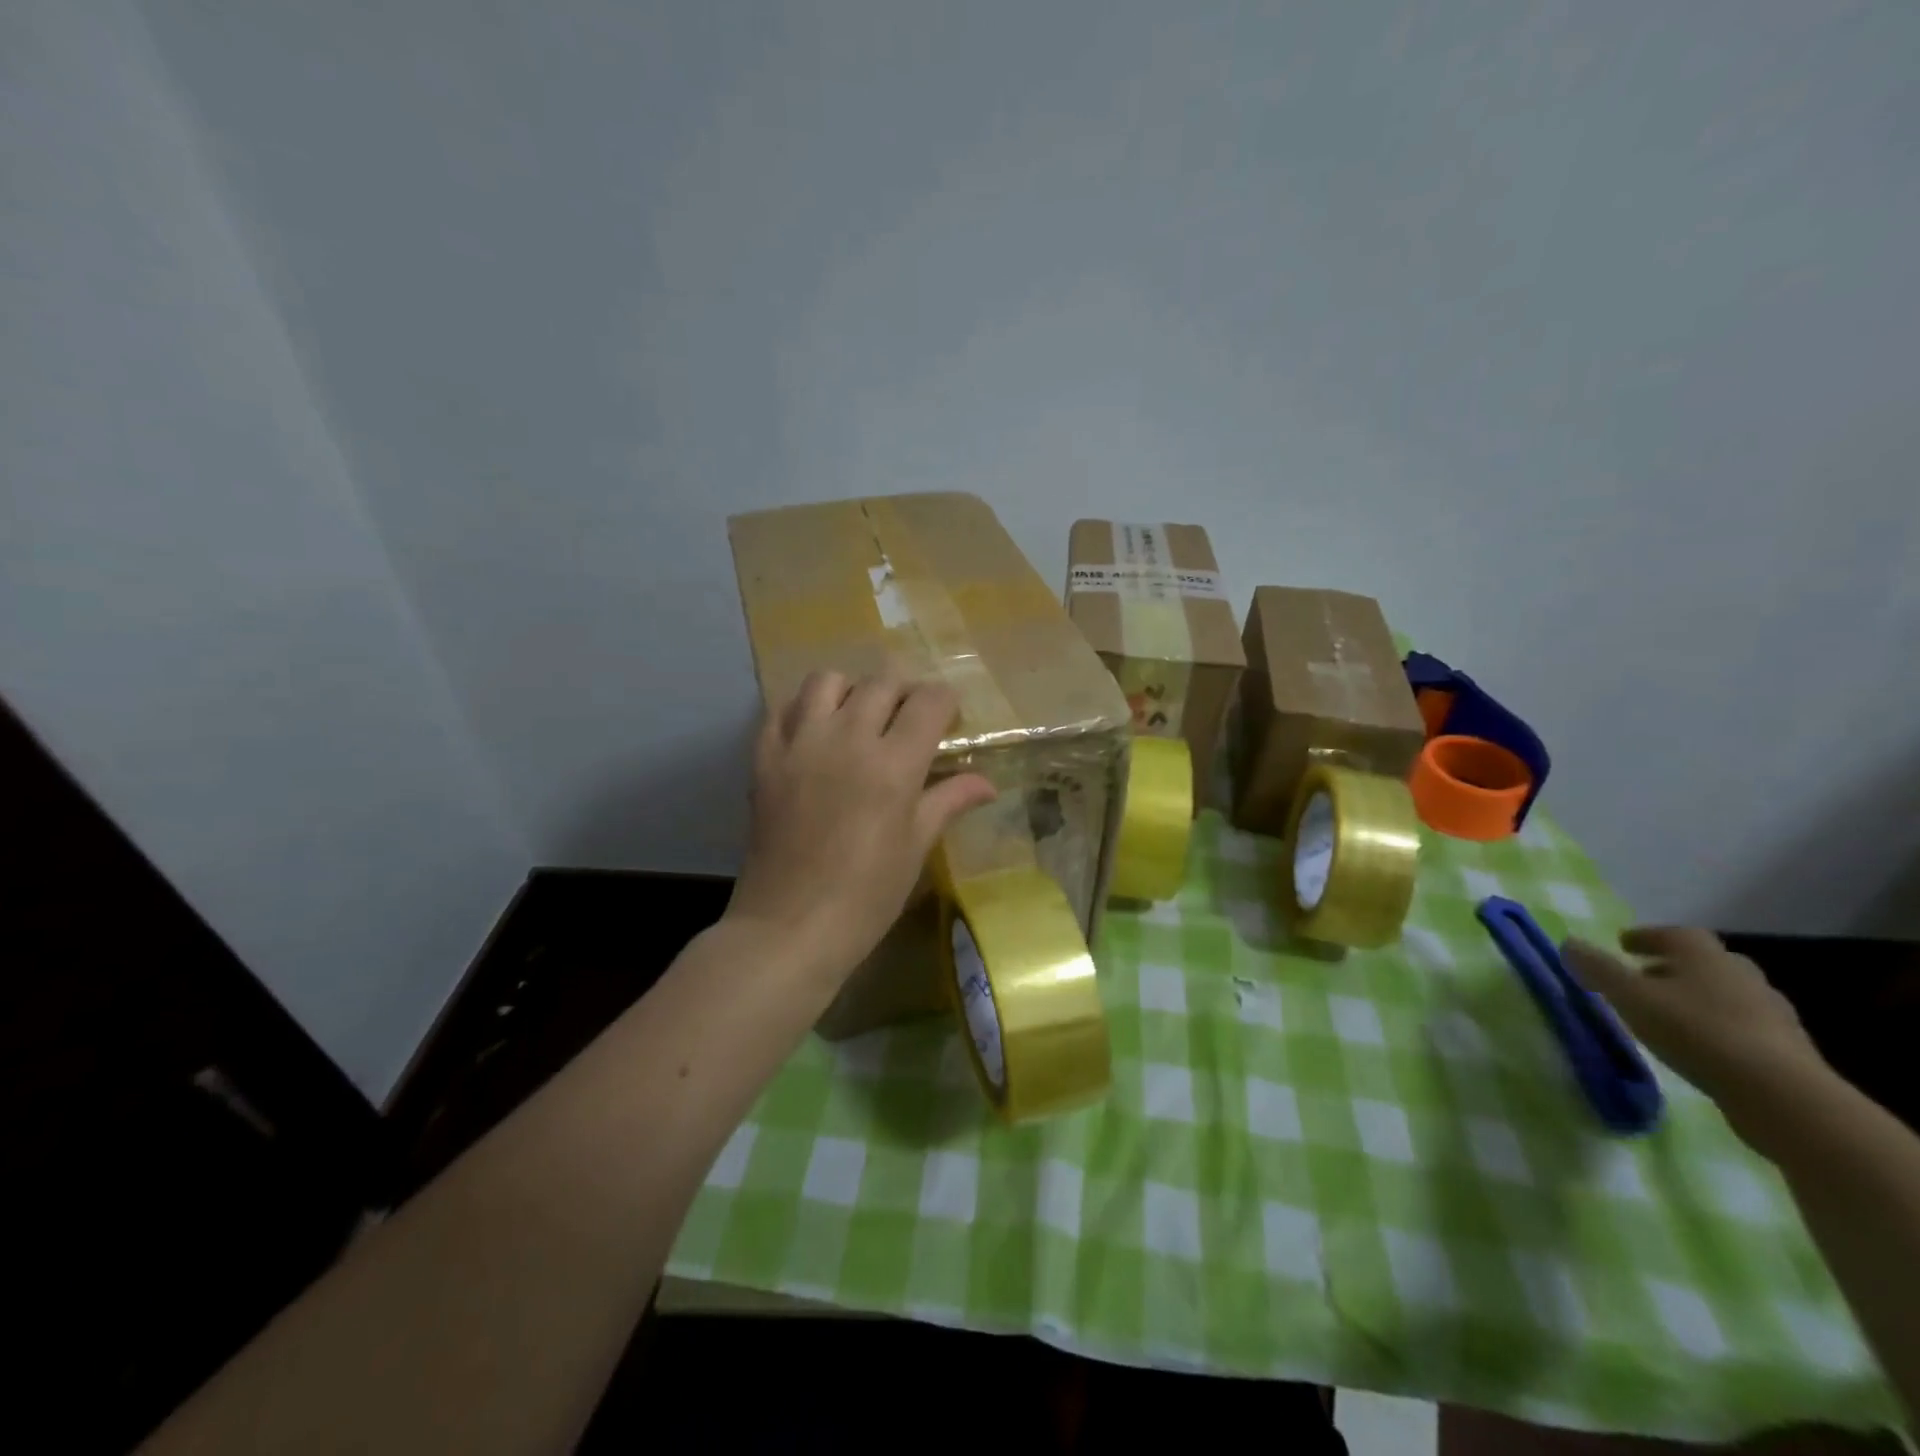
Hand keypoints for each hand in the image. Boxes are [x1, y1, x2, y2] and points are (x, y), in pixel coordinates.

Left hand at [726, 672, 996, 986]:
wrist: (790, 926)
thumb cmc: (866, 895)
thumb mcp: (916, 847)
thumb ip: (948, 801)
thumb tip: (987, 783)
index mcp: (894, 763)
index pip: (929, 701)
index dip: (945, 703)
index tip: (947, 722)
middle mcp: (848, 738)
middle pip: (882, 682)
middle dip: (904, 693)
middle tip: (909, 722)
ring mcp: (801, 743)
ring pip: (827, 681)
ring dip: (851, 690)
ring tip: (858, 719)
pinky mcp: (765, 757)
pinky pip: (783, 709)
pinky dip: (803, 710)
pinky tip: (815, 735)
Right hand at [1563, 927, 1829, 1152]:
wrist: (1781, 1094)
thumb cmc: (1695, 1030)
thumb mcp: (1629, 996)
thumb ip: (1596, 968)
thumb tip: (1569, 943)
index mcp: (1704, 955)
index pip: (1675, 934)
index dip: (1647, 937)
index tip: (1623, 945)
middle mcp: (1740, 975)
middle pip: (1704, 963)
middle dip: (1673, 967)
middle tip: (1644, 979)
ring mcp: (1770, 1013)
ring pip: (1725, 995)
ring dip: (1697, 998)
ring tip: (1667, 1016)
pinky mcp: (1786, 1050)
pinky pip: (1742, 1027)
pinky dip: (1717, 1028)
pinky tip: (1699, 1047)